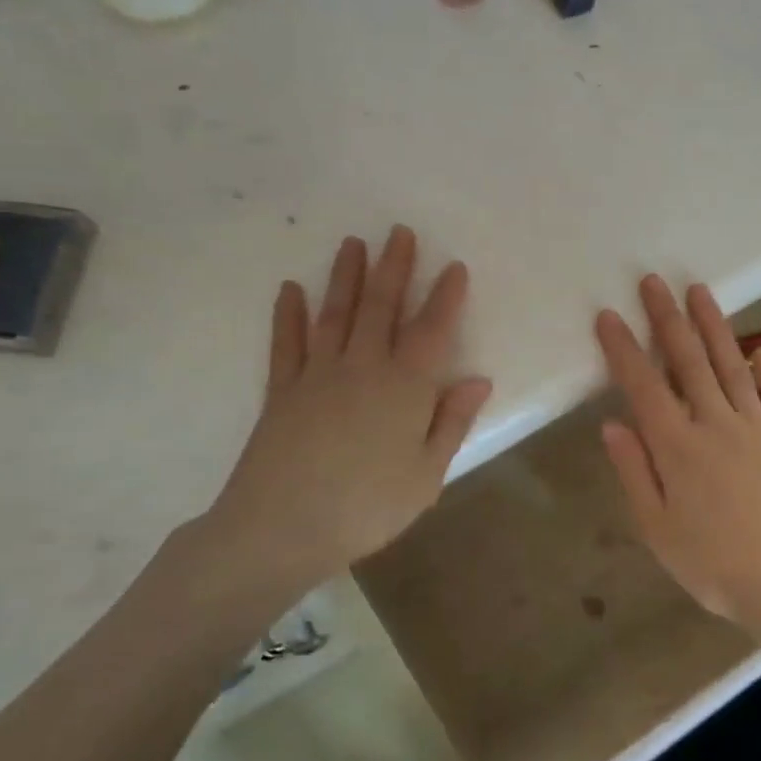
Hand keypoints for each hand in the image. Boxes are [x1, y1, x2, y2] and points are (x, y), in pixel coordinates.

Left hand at [192, 227, 492, 614]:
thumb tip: (478, 379)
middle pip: (381, 308)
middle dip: (394, 267)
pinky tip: (290, 290)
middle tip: (399, 232)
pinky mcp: (282, 391)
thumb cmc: (368, 507)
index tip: (454, 266)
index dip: (445, 297)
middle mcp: (363, 368)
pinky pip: (287, 344)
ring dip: (346, 277)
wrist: (282, 528)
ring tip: (352, 244)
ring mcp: (318, 375)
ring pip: (336, 314)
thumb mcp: (427, 474)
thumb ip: (452, 422)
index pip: (432, 330)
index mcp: (406, 388)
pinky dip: (288, 315)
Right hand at [596, 276, 760, 634]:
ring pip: (731, 364)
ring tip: (699, 291)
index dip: (623, 348)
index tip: (608, 315)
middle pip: (687, 360)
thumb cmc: (712, 564)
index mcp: (677, 446)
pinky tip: (760, 350)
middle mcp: (715, 423)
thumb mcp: (657, 528)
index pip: (643, 385)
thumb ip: (635, 471)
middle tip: (653, 281)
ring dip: (713, 326)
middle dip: (667, 318)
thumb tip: (612, 424)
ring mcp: (758, 426)